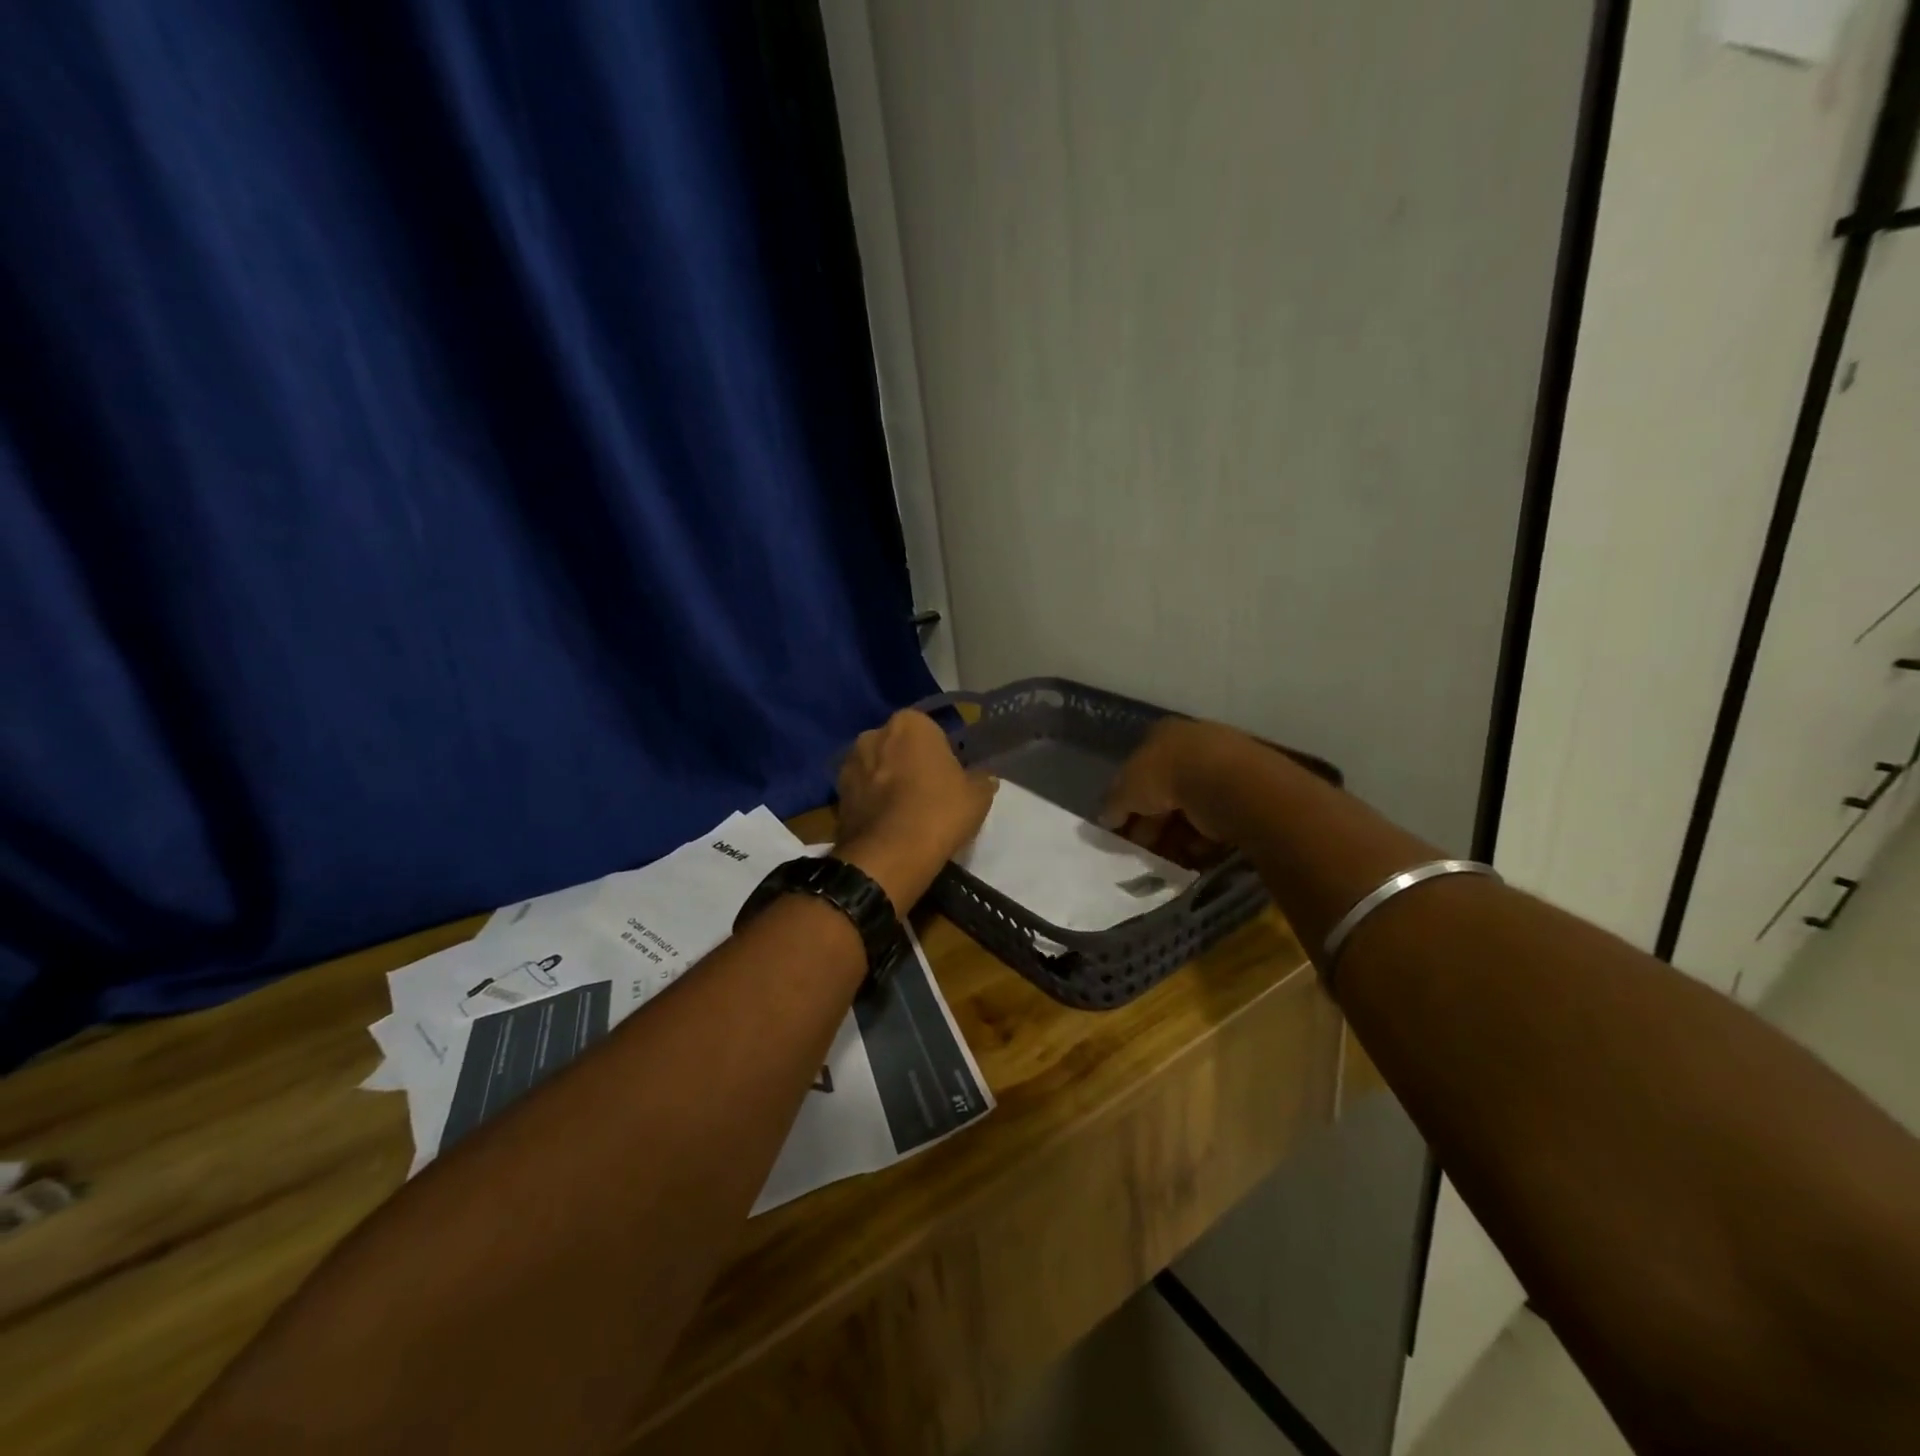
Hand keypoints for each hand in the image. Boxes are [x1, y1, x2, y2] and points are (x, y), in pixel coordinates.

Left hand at [835, 710, 997, 912]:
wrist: (890, 855)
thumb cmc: (939, 812)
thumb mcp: (977, 796)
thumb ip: (981, 779)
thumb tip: (983, 778)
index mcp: (910, 723)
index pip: (930, 731)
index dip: (941, 754)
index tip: (949, 777)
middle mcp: (873, 734)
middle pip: (899, 746)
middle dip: (909, 763)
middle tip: (929, 793)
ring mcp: (850, 763)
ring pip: (877, 768)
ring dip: (887, 782)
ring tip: (906, 813)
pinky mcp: (836, 794)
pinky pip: (862, 792)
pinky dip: (872, 803)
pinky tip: (888, 825)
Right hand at [1101, 717, 1266, 860]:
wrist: (1228, 783)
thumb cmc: (1168, 775)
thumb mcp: (1127, 788)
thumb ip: (1114, 803)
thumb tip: (1105, 818)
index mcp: (1163, 735)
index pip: (1138, 767)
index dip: (1127, 799)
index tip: (1120, 826)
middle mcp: (1194, 746)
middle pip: (1165, 790)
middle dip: (1151, 822)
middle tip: (1141, 848)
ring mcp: (1222, 769)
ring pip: (1190, 808)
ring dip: (1175, 835)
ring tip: (1165, 859)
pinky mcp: (1244, 796)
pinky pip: (1216, 822)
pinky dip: (1203, 841)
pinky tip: (1192, 856)